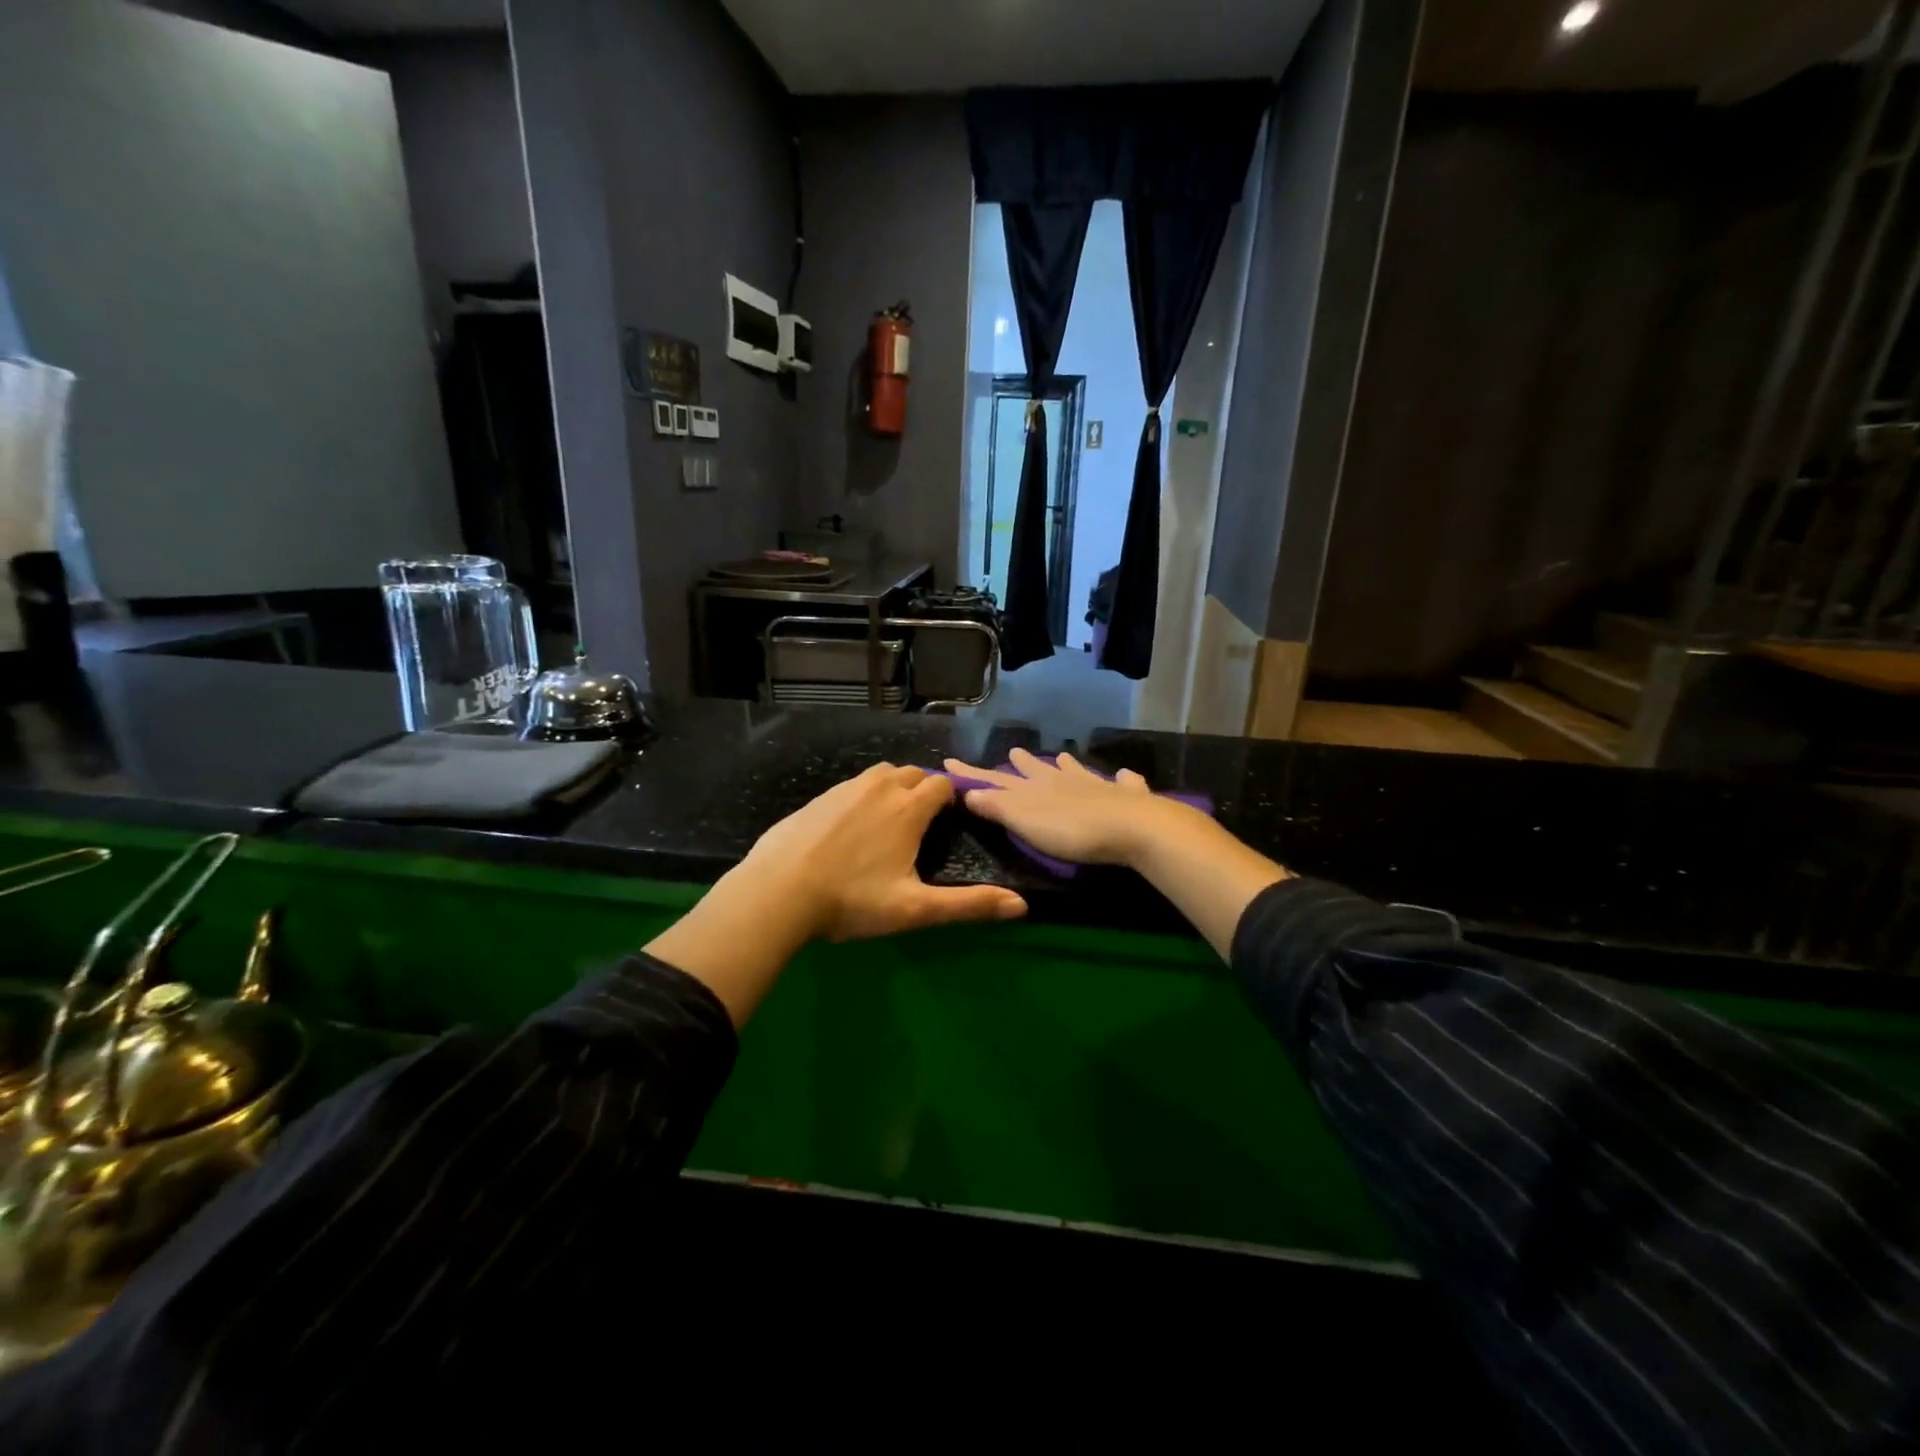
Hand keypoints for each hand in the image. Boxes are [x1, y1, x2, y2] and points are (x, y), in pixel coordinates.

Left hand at [739, 763, 1027, 941]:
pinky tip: (851, 827)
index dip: (951, 798)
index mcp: (908, 809)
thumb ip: (969, 905)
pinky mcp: (818, 798)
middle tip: (922, 823)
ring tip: (890, 821)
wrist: (778, 891)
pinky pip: (851, 786)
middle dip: (923, 789)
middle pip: (913, 773)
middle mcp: (880, 788)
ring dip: (893, 788)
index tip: (950, 820)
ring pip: (880, 775)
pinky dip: (862, 796)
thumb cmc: (852, 901)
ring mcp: (844, 789)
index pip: (941, 786)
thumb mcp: (915, 909)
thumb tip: (1022, 906)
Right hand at [942, 748, 1189, 868]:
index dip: (973, 774)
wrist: (1132, 827)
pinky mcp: (1129, 798)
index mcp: (1036, 789)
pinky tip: (1125, 774)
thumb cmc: (1072, 830)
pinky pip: (1124, 783)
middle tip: (1014, 751)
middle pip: (1038, 770)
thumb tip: (968, 792)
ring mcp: (1098, 786)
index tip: (950, 761)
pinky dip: (1123, 779)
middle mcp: (1064, 781)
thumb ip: (998, 807)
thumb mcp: (1025, 821)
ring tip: (1060, 756)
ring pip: (1077, 771)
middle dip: (1023, 764)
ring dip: (1067, 765)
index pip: (997, 779)